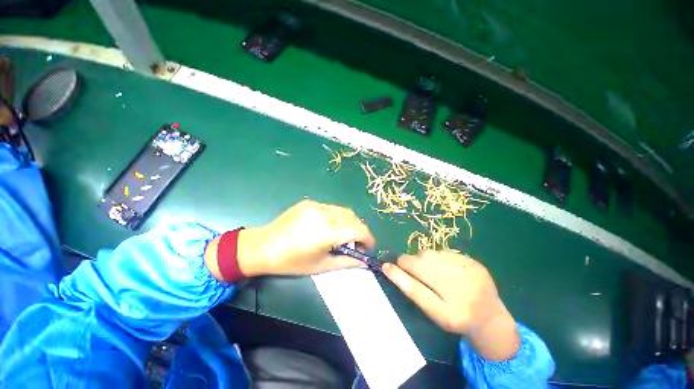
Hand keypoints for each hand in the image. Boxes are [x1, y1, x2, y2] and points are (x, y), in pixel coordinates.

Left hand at [238, 200, 374, 275]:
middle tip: (356, 243)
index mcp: (326, 232)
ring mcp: (316, 205)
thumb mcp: (321, 266)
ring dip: (349, 223)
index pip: (358, 229)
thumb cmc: (291, 262)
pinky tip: (330, 227)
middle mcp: (324, 214)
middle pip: (353, 218)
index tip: (368, 247)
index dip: (368, 238)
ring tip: (344, 235)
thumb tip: (364, 261)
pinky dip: (337, 217)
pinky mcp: (310, 202)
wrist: (263, 246)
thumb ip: (347, 262)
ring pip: (343, 211)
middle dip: (360, 230)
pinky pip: (331, 208)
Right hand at [382, 251, 519, 360]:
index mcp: (448, 315)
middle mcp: (461, 294)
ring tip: (427, 267)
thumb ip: (415, 291)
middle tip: (404, 263)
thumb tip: (394, 268)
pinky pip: (443, 251)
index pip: (416, 291)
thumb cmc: (456, 318)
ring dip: (421, 258)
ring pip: (430, 255)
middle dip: (407, 262)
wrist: (490, 317)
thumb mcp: (434, 314)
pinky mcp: (475, 263)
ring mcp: (471, 275)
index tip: (385, 266)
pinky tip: (442, 265)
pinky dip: (436, 256)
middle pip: (422, 267)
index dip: (398, 276)